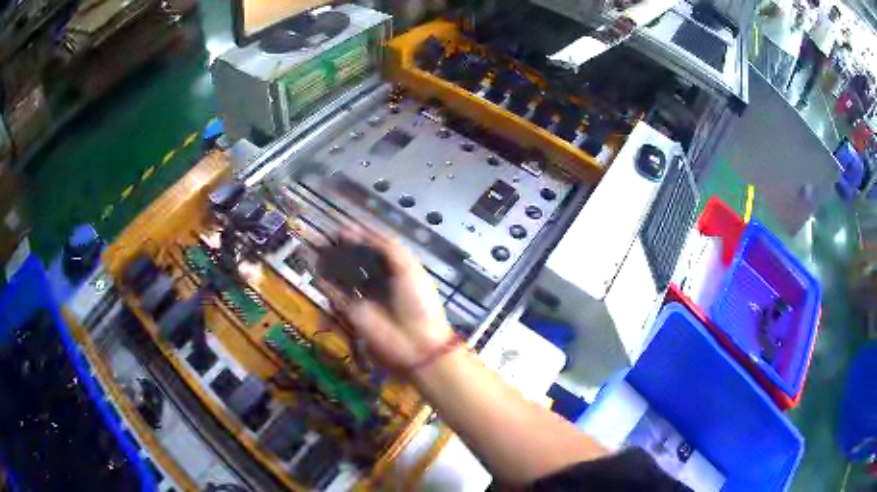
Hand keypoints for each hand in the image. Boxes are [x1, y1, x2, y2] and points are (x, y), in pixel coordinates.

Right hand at [322, 227, 454, 371]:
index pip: (373, 247)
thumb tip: (355, 232)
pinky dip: (325, 284)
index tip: (342, 228)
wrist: (416, 343)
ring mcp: (364, 297)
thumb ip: (385, 246)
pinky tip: (315, 271)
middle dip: (341, 248)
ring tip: (315, 249)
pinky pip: (336, 295)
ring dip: (330, 263)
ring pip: (343, 276)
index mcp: (396, 268)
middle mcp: (379, 280)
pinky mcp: (352, 312)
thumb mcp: (408, 268)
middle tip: (324, 238)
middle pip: (356, 260)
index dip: (359, 237)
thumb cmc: (417, 302)